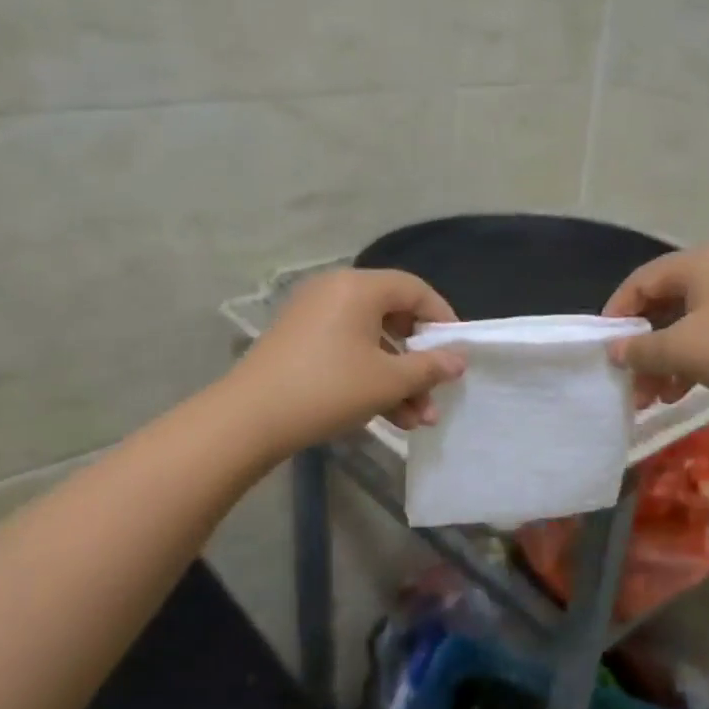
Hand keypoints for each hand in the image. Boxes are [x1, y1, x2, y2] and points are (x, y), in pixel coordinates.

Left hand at [229, 268, 465, 452]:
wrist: (250, 418)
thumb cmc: (329, 389)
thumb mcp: (388, 381)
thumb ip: (429, 367)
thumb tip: (458, 359)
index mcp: (358, 287)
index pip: (414, 290)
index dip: (442, 318)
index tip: (458, 350)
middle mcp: (335, 292)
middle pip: (393, 319)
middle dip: (419, 363)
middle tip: (436, 394)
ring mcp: (314, 318)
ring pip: (371, 344)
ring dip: (398, 381)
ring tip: (417, 421)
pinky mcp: (300, 343)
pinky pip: (347, 353)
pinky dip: (370, 379)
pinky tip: (389, 418)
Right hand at [603, 245, 708, 415]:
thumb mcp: (682, 351)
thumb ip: (640, 349)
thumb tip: (614, 351)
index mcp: (699, 261)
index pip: (641, 281)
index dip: (616, 314)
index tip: (604, 347)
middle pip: (665, 304)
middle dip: (643, 346)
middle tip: (630, 381)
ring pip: (690, 323)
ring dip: (666, 359)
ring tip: (654, 397)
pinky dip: (694, 358)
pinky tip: (682, 391)